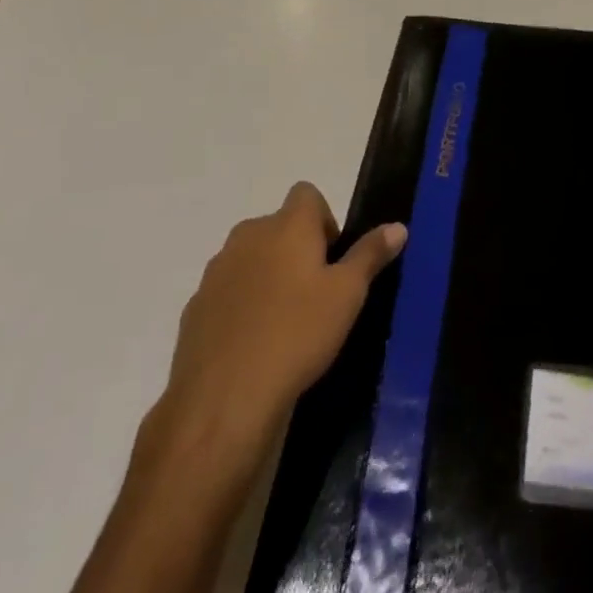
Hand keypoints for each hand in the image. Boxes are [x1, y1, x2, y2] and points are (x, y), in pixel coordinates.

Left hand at [162, 182, 406, 442]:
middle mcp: (248, 235)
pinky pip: (227, 292)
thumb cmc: (297, 334)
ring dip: (267, 277)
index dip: (323, 219)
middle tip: (316, 295)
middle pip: (278, 227)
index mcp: (287, 225)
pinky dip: (241, 306)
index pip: (306, 194)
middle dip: (296, 250)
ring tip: (285, 323)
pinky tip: (254, 345)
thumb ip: (370, 255)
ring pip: (251, 259)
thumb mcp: (347, 295)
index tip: (333, 259)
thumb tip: (398, 226)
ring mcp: (216, 270)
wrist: (223, 398)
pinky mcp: (195, 306)